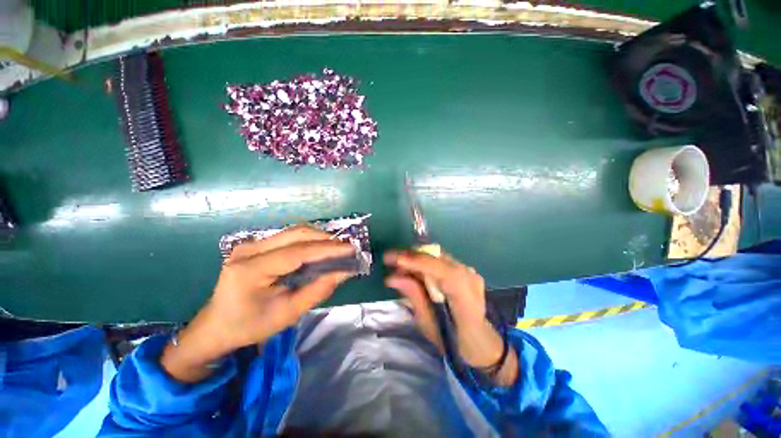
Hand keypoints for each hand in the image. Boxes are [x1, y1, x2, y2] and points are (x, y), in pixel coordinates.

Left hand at [161, 226, 354, 381]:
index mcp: (250, 270)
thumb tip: (344, 272)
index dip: (327, 249)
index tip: (350, 249)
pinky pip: (288, 237)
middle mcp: (248, 249)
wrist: (216, 326)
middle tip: (346, 249)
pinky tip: (319, 250)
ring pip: (293, 232)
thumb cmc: (250, 326)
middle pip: (296, 234)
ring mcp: (250, 244)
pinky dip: (308, 241)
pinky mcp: (255, 245)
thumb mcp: (288, 313)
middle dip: (325, 239)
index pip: (297, 252)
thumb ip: (318, 290)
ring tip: (336, 249)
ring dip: (318, 238)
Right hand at [384, 251, 518, 385]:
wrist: (481, 341)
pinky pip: (441, 260)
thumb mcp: (429, 324)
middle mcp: (469, 277)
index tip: (392, 259)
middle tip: (391, 263)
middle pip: (437, 257)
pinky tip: (414, 270)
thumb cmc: (454, 341)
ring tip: (399, 267)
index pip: (440, 270)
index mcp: (465, 295)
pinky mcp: (466, 270)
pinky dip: (425, 262)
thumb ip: (413, 296)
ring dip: (416, 259)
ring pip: (437, 256)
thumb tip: (392, 278)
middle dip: (411, 257)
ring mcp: (469, 271)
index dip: (415, 262)